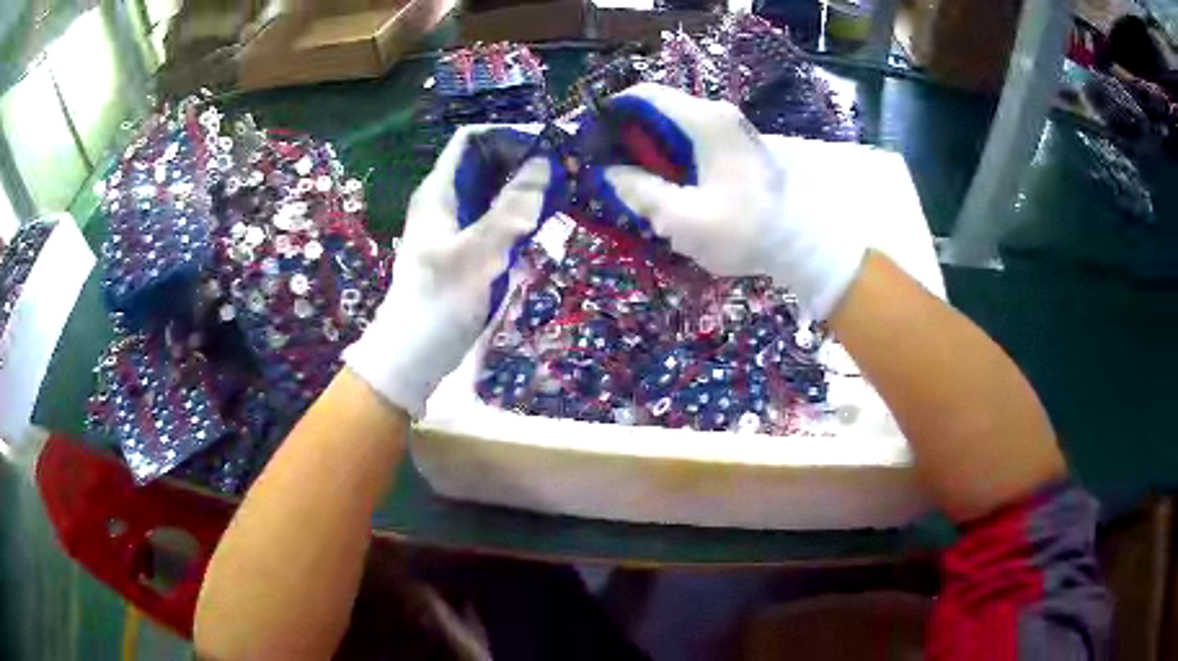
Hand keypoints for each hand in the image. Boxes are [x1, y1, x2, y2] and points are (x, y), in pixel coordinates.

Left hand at [344, 127, 551, 416]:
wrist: (415, 355)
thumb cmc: (441, 302)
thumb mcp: (479, 253)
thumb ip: (512, 208)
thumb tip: (546, 164)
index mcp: (440, 192)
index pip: (472, 140)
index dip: (508, 136)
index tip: (547, 149)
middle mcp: (447, 201)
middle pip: (487, 163)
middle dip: (524, 162)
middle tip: (565, 174)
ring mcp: (457, 225)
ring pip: (494, 191)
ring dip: (525, 190)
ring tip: (562, 197)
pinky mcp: (467, 249)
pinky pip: (496, 219)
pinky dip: (520, 216)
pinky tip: (542, 227)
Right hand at [601, 83, 865, 319]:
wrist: (803, 245)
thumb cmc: (745, 230)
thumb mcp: (683, 218)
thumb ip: (640, 191)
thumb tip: (607, 173)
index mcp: (705, 121)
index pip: (644, 95)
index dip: (611, 114)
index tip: (592, 144)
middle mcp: (718, 115)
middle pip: (657, 111)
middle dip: (628, 139)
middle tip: (611, 175)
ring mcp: (730, 130)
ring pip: (673, 129)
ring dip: (650, 153)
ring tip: (637, 188)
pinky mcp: (737, 148)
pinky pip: (692, 142)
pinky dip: (672, 160)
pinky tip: (668, 190)